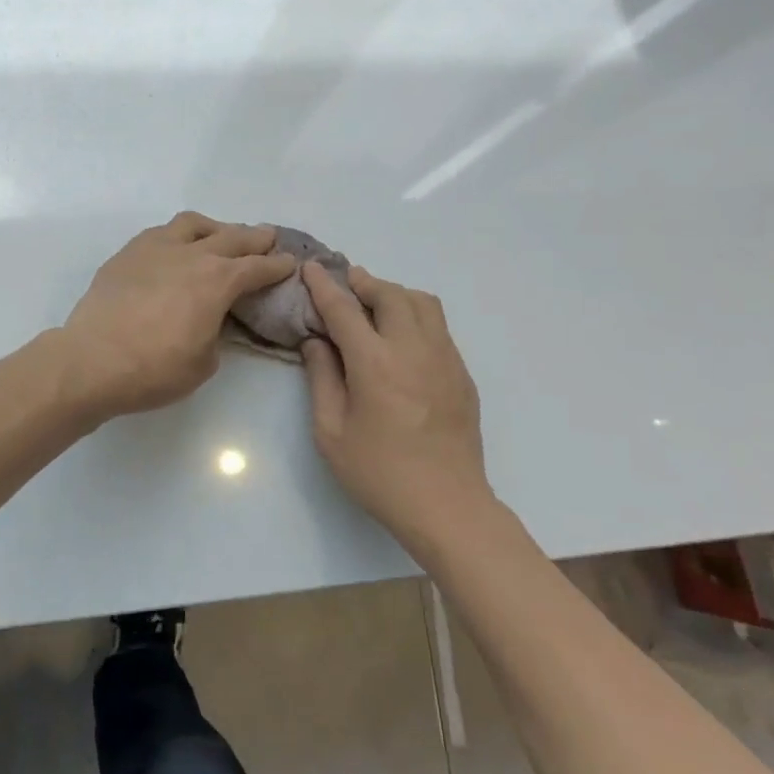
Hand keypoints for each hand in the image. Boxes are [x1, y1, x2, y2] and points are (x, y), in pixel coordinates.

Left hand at [60, 213, 298, 416]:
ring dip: (214, 228)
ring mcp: (155, 249)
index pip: (256, 268)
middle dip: (254, 238)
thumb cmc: (154, 370)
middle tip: (267, 237)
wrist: (91, 361)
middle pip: (231, 237)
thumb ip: (216, 333)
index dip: (277, 266)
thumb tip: (212, 320)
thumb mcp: (203, 362)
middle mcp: (190, 255)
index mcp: (217, 281)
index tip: (289, 262)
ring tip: (219, 236)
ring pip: (192, 224)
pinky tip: (176, 248)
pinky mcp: (127, 254)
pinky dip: (178, 236)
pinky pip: (160, 233)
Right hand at [300, 263, 495, 546]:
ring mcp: (445, 359)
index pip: (345, 310)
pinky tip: (401, 336)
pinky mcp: (462, 374)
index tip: (311, 268)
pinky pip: (439, 327)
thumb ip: (322, 379)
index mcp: (375, 364)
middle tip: (346, 282)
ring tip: (375, 302)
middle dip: (364, 282)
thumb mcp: (331, 432)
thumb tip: (317, 342)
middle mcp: (413, 350)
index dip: (324, 286)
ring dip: (394, 293)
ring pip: (423, 304)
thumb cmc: (379, 473)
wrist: (446, 505)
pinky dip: (416, 315)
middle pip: (390, 295)